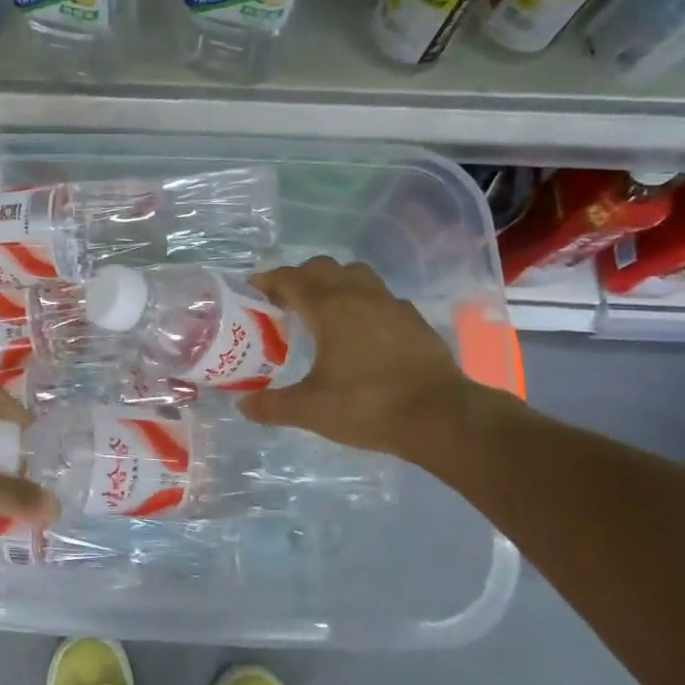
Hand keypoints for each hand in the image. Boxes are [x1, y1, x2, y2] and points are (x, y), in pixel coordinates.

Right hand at [239, 257, 492, 468]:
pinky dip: (361, 301)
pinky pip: (379, 296)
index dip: (268, 280)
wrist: (440, 416)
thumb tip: (243, 405)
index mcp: (329, 307)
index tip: (252, 288)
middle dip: (298, 277)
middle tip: (283, 301)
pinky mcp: (413, 319)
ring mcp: (391, 304)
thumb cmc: (367, 406)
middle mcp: (359, 295)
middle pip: (323, 268)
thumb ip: (273, 405)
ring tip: (321, 308)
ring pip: (355, 274)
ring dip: (332, 282)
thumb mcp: (311, 410)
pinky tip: (359, 329)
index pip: (291, 279)